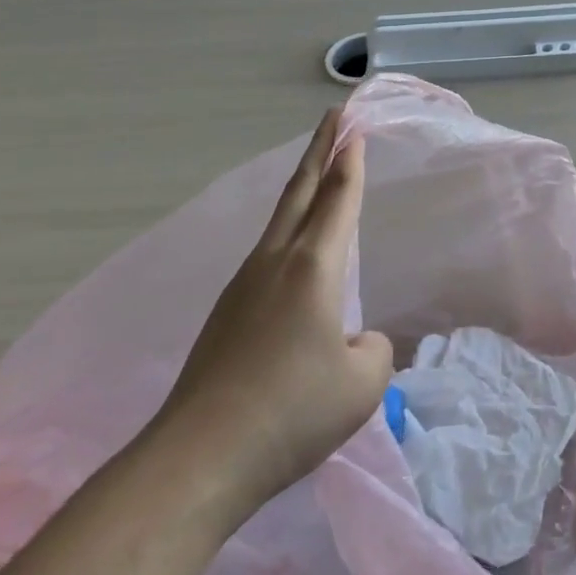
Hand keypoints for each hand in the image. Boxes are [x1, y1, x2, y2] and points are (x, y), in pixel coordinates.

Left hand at [152, 108, 393, 513]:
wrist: (201, 456)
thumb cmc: (293, 411)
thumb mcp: (362, 384)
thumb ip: (374, 349)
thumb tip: (355, 340)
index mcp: (313, 267)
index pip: (338, 199)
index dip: (350, 161)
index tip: (353, 126)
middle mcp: (275, 263)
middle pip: (299, 192)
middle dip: (320, 151)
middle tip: (334, 118)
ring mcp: (244, 286)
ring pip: (280, 221)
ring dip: (301, 190)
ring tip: (318, 177)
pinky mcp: (227, 313)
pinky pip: (267, 255)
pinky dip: (288, 231)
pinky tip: (295, 257)